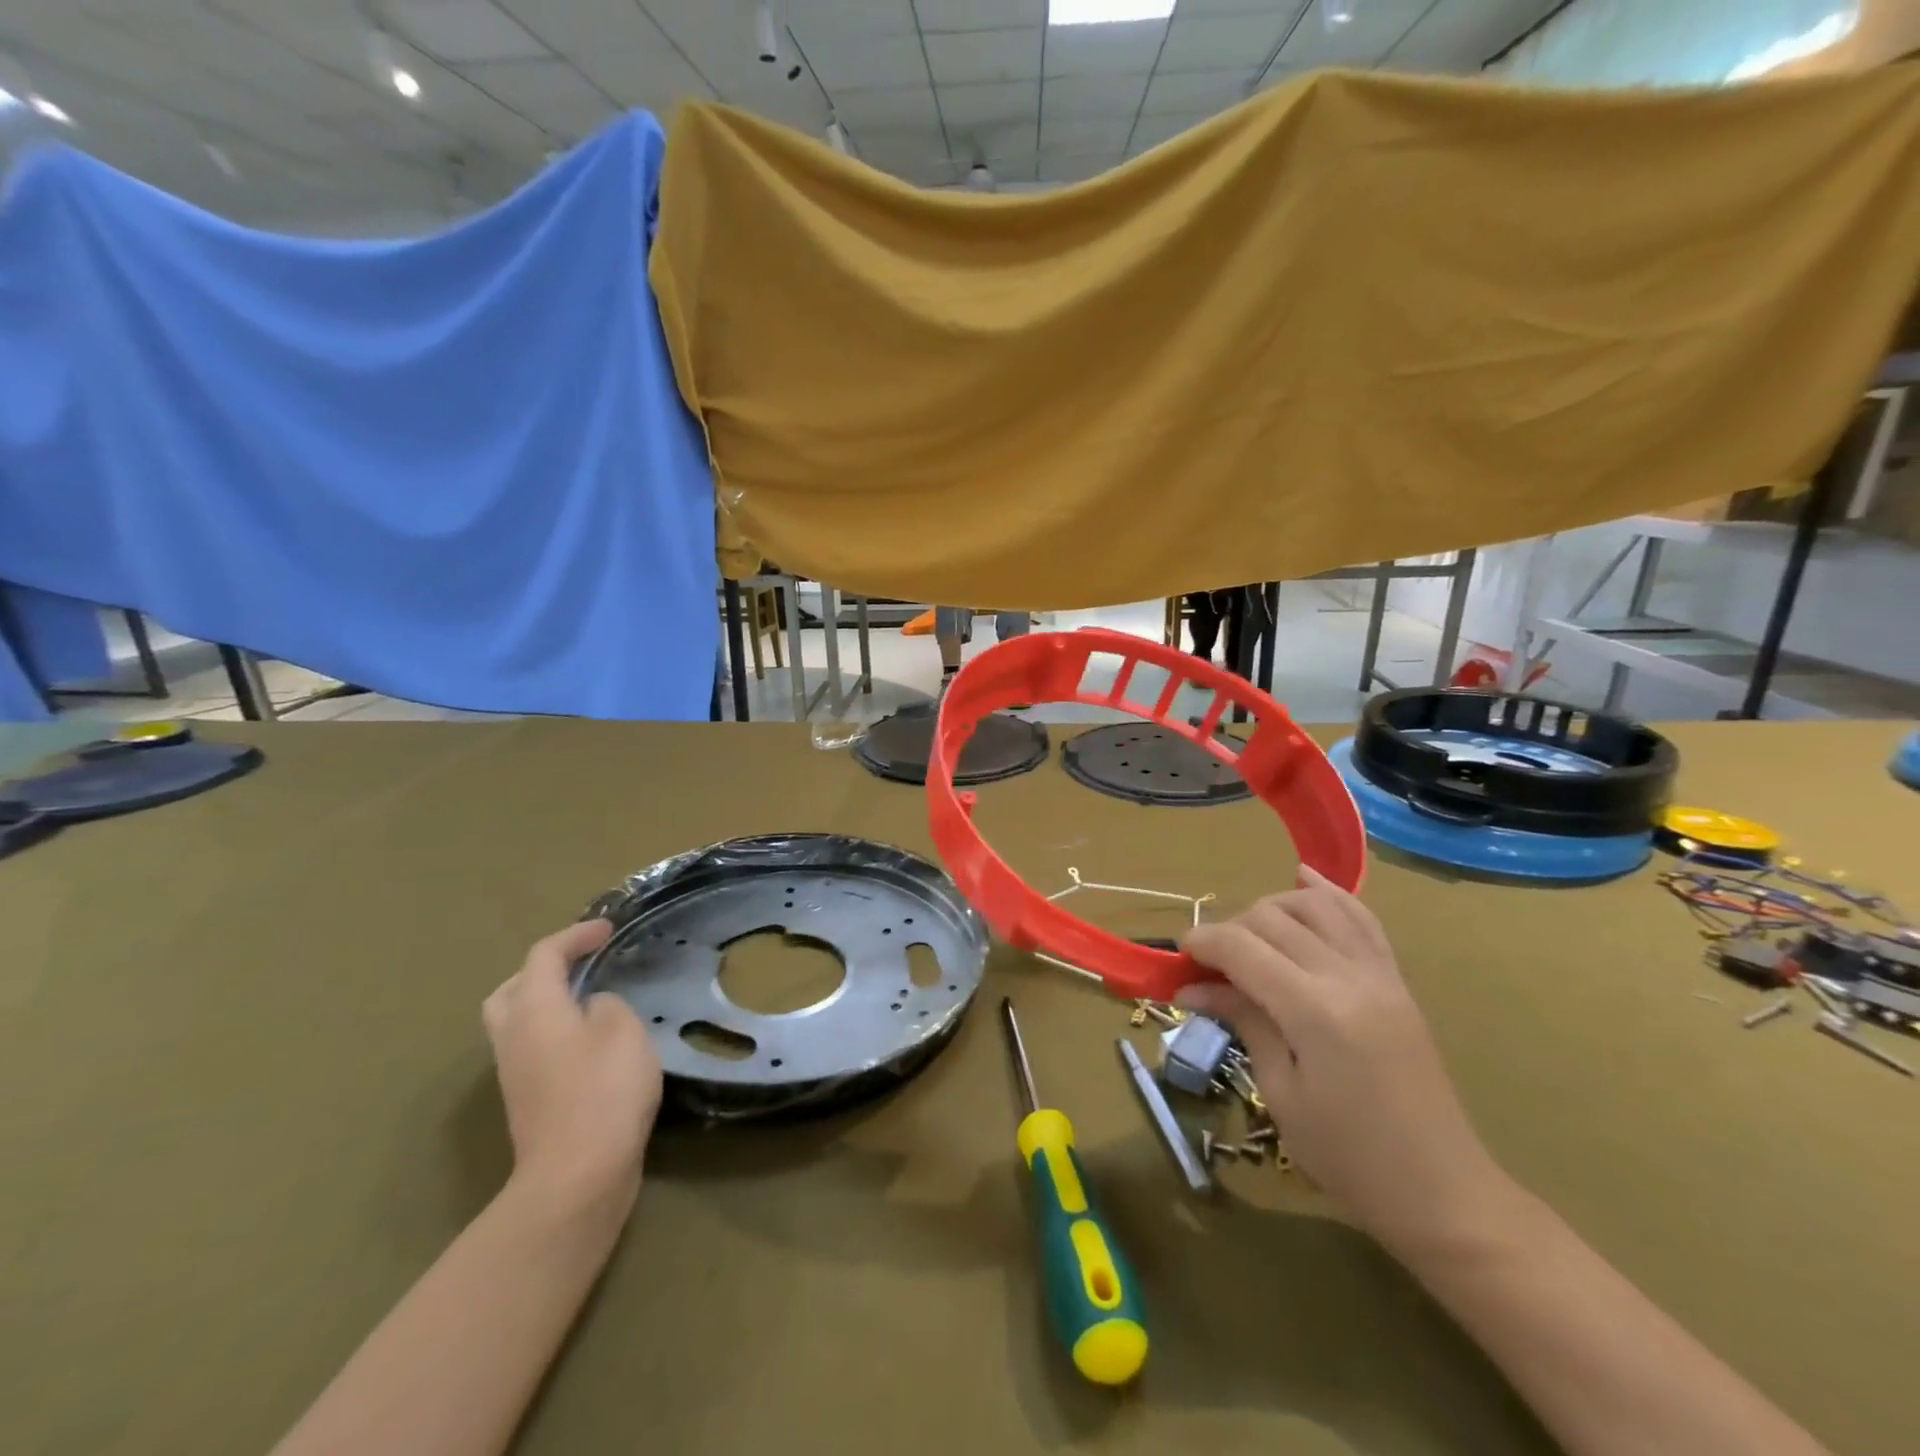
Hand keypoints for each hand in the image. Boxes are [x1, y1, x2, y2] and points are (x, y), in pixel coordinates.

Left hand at [482, 919, 662, 1210]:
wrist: (577, 1175)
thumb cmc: (603, 1089)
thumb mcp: (622, 1029)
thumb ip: (605, 1005)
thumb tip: (591, 1010)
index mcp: (533, 1010)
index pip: (544, 956)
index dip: (575, 935)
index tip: (607, 929)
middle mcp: (513, 1037)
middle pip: (511, 990)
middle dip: (543, 970)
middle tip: (580, 965)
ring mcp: (515, 1073)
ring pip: (517, 1022)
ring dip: (547, 1002)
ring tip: (588, 1000)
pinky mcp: (528, 1101)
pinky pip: (533, 1048)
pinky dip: (556, 1031)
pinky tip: (591, 1042)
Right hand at [1179, 869, 1512, 1255]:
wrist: (1442, 1193)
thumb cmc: (1349, 1158)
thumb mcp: (1281, 1093)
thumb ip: (1243, 1021)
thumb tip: (1192, 988)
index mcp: (1316, 1011)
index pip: (1242, 947)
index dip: (1202, 942)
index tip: (1177, 957)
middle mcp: (1349, 977)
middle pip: (1272, 917)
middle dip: (1230, 928)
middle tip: (1210, 966)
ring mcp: (1379, 974)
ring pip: (1315, 905)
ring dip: (1272, 908)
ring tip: (1250, 938)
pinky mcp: (1397, 980)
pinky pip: (1361, 918)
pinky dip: (1328, 895)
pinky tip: (1303, 880)